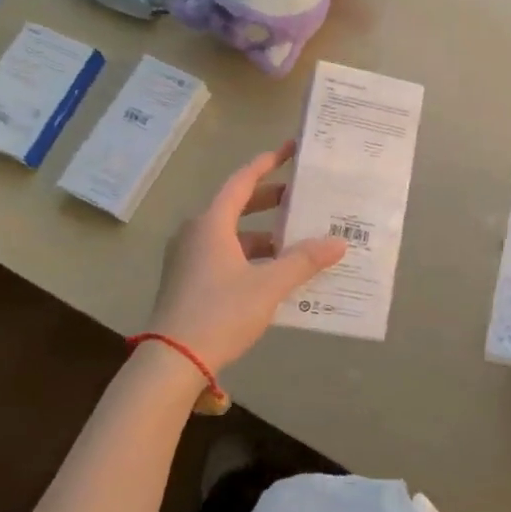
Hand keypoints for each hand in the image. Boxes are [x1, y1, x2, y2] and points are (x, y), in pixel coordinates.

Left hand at [147, 141, 347, 372]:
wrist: (172, 360)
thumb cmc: (220, 312)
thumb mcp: (268, 285)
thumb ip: (303, 261)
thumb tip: (338, 242)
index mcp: (211, 223)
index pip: (242, 181)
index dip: (267, 163)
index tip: (289, 150)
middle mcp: (195, 233)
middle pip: (237, 206)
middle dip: (270, 201)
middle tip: (301, 199)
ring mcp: (188, 258)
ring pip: (231, 234)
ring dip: (263, 235)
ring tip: (297, 242)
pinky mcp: (187, 281)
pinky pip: (224, 255)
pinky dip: (250, 256)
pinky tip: (274, 273)